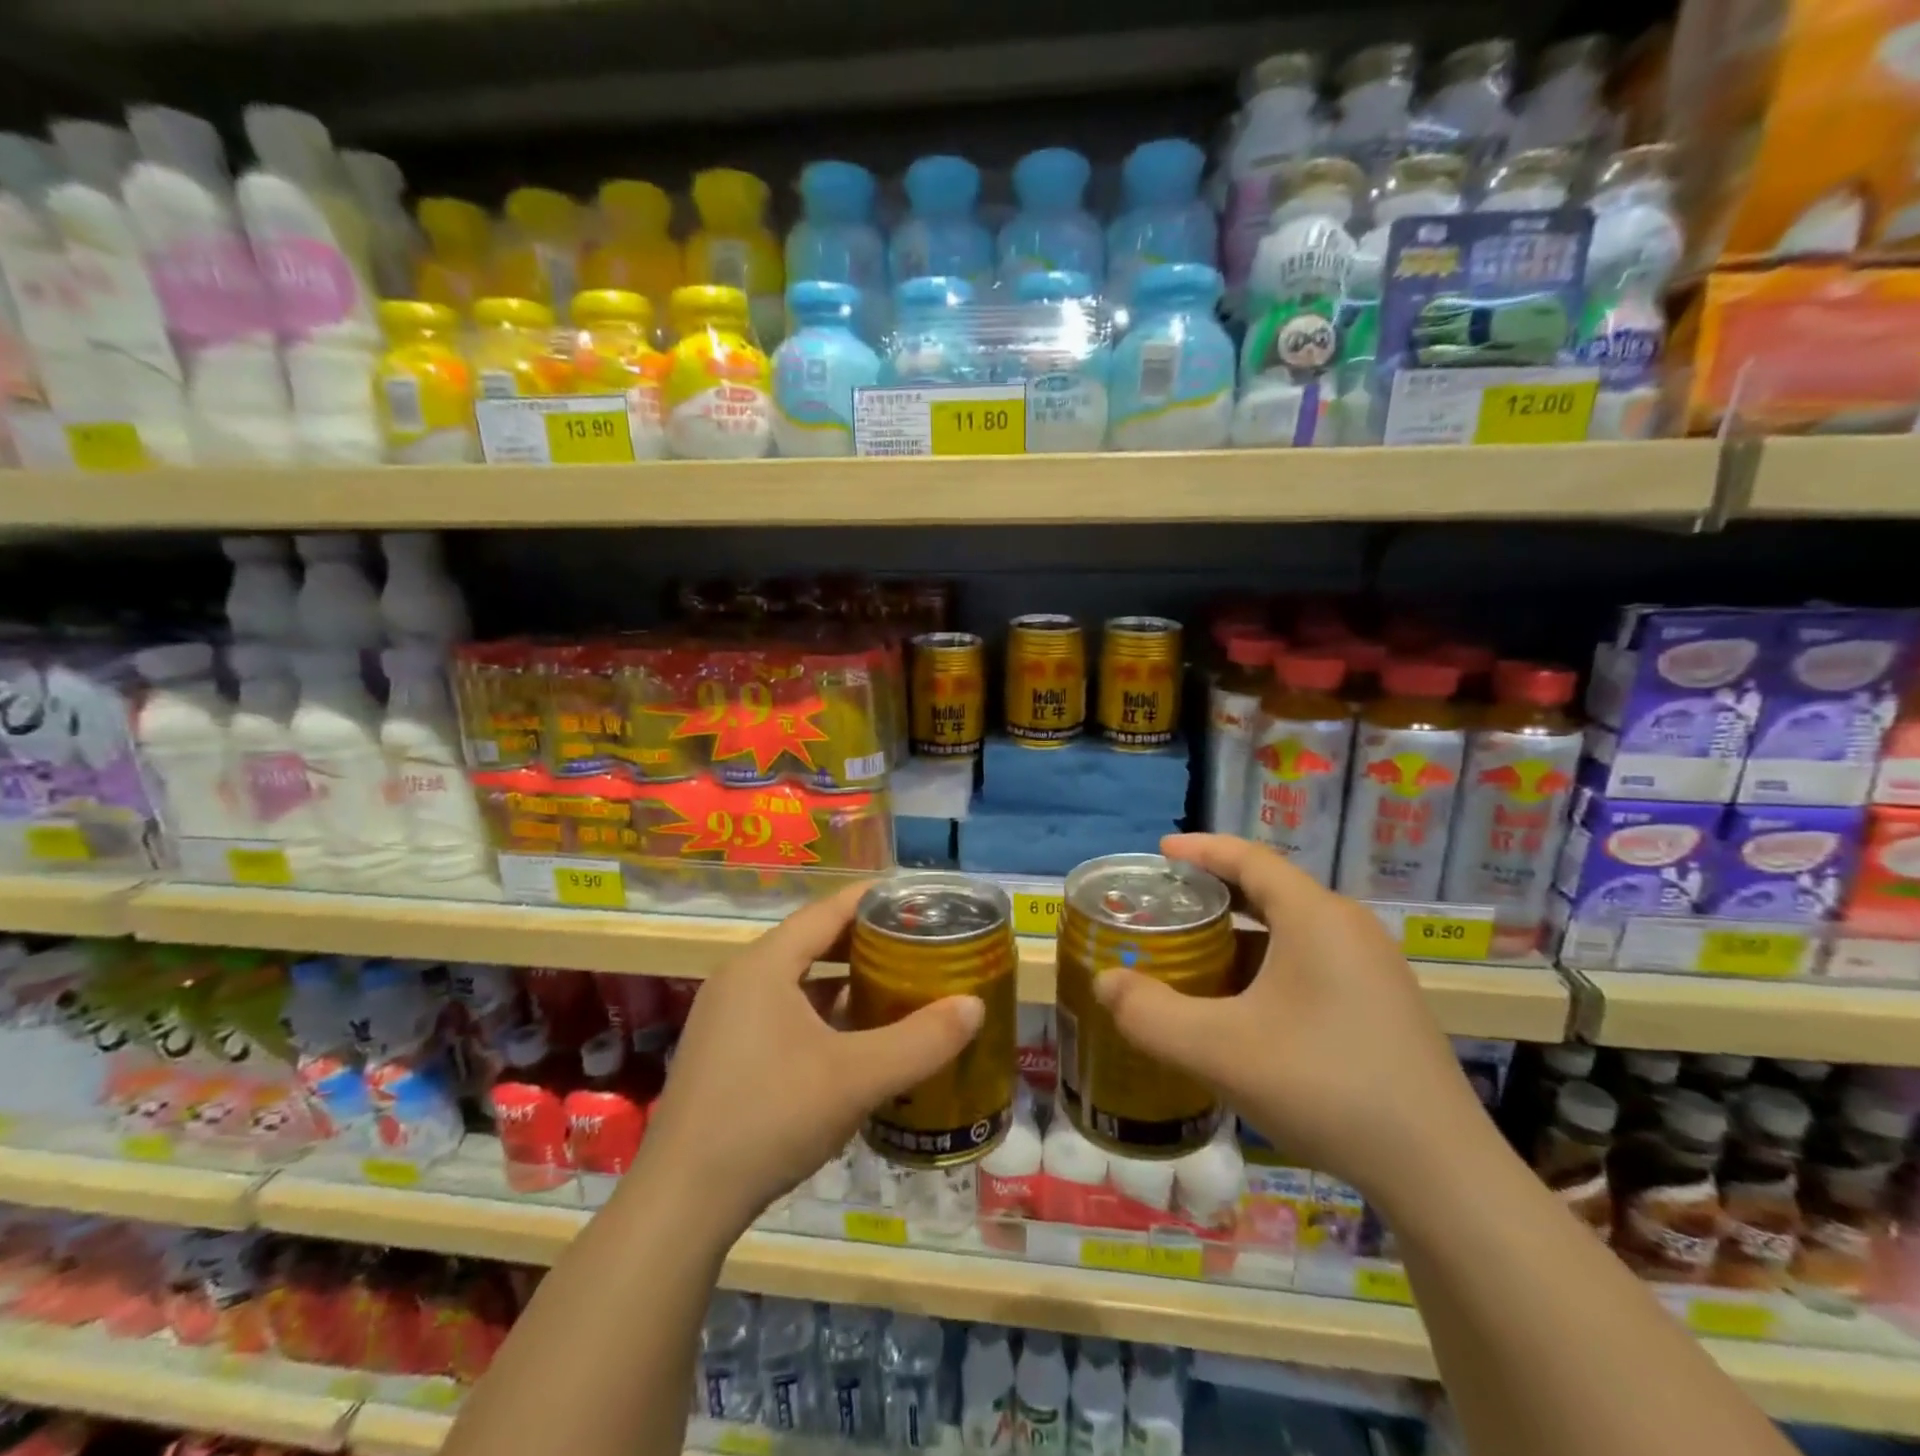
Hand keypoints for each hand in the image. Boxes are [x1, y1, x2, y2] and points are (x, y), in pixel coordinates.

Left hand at [637, 882, 985, 1235]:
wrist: (681, 1203)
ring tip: (895, 985)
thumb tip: (975, 1006)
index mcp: (763, 965)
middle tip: (917, 944)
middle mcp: (740, 979)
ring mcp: (727, 1017)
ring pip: (797, 980)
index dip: (873, 899)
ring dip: (843, 980)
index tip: (917, 897)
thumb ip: (920, 1041)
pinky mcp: (724, 1052)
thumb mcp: (856, 1078)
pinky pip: (782, 1011)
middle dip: (865, 941)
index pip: (827, 911)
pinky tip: (854, 1039)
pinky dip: (821, 1013)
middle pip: (813, 941)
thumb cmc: (769, 1118)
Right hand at [1092, 833, 1491, 1208]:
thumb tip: (1105, 983)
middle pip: (1271, 889)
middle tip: (1168, 908)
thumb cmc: (1324, 1086)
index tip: (1160, 851)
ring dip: (1242, 934)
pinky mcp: (1384, 1003)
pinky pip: (1313, 959)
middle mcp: (1349, 928)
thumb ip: (1149, 1014)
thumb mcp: (1218, 1051)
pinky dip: (1269, 964)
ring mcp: (1373, 967)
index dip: (1201, 849)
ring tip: (1197, 956)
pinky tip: (1246, 1007)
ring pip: (1293, 928)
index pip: (1249, 858)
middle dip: (1215, 893)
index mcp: (1315, 917)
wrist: (1440, 1172)